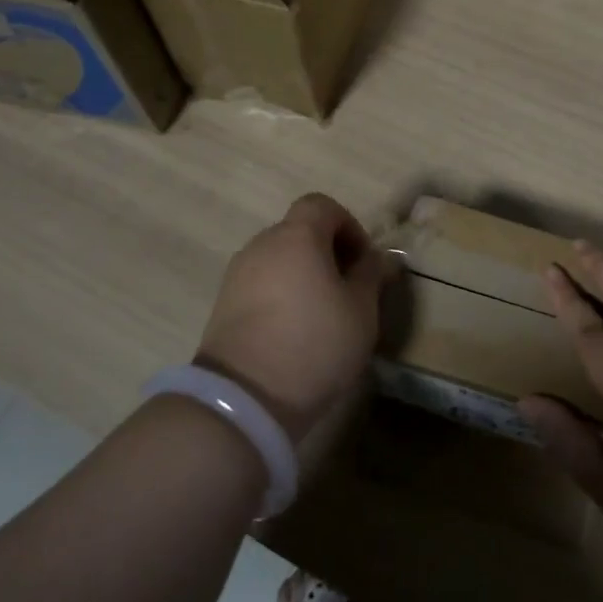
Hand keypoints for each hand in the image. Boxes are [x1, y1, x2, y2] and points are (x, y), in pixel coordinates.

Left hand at [197, 194, 388, 446]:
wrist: (246, 396)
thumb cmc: (315, 343)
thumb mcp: (361, 311)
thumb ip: (371, 275)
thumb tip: (379, 258)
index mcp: (297, 236)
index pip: (322, 205)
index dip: (348, 225)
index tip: (362, 261)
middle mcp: (262, 245)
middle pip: (299, 231)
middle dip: (327, 251)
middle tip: (348, 289)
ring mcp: (237, 274)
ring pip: (279, 259)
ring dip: (303, 274)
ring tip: (322, 313)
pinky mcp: (223, 304)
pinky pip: (260, 284)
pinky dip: (280, 294)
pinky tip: (294, 330)